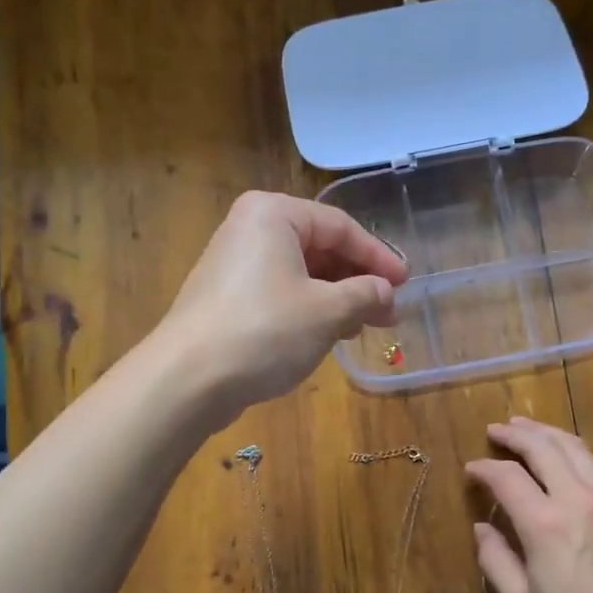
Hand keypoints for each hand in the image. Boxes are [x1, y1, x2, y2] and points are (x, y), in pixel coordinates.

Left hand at [154, 191, 407, 420]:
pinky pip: (279, 293)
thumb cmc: (265, 331)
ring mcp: (233, 264)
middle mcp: (249, 229)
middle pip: (319, 248)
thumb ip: (365, 295)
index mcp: (273, 214)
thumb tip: (386, 293)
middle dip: (358, 280)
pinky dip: (309, 309)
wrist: (188, 378)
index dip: (378, 257)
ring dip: (337, 298)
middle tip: (388, 311)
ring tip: (363, 327)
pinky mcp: (226, 298)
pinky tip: (328, 334)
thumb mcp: (327, 311)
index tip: (405, 284)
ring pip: (301, 273)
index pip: (340, 227)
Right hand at [465, 418, 592, 592]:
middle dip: (515, 434)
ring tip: (529, 429)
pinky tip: (574, 459)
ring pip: (577, 447)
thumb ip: (496, 561)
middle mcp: (578, 499)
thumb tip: (482, 529)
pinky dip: (582, 455)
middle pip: (543, 446)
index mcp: (545, 524)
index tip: (472, 470)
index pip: (507, 477)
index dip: (484, 468)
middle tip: (496, 430)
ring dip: (548, 434)